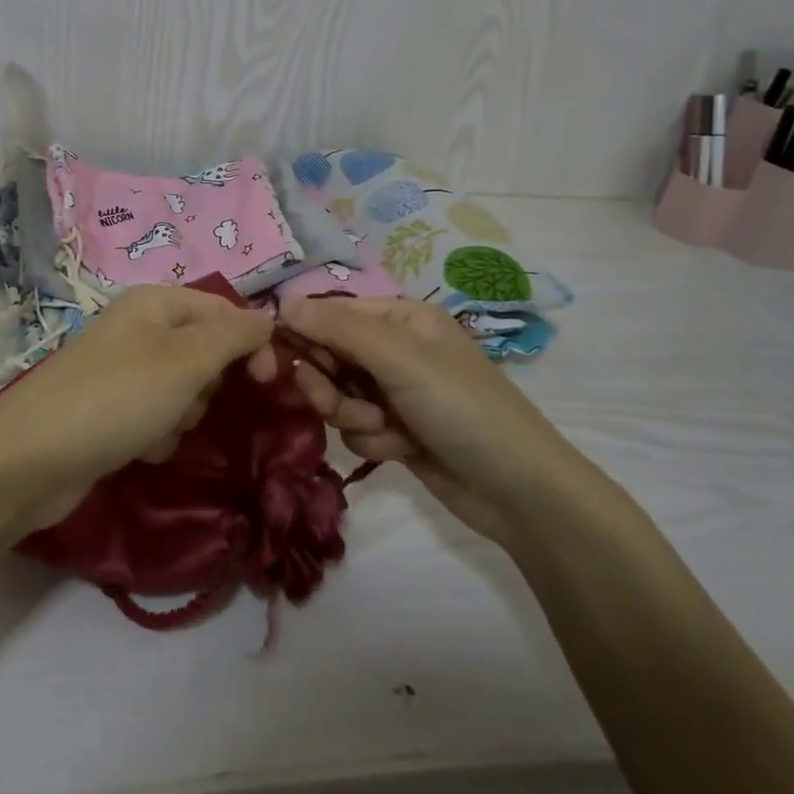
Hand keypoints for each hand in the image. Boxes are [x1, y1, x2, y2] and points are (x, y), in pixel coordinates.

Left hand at [0, 284, 274, 526]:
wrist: (32, 459)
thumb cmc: (118, 397)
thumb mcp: (187, 359)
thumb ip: (234, 335)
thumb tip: (269, 316)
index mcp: (155, 303)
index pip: (223, 310)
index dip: (250, 341)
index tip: (267, 381)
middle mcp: (139, 329)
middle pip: (204, 351)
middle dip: (208, 384)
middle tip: (191, 403)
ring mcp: (122, 371)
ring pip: (184, 390)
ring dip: (183, 415)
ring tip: (159, 430)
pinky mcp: (110, 411)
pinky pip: (157, 417)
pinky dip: (158, 435)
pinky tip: (140, 449)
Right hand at [279, 297, 570, 545]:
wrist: (517, 490)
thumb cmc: (462, 407)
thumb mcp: (400, 359)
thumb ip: (340, 329)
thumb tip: (283, 303)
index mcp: (402, 317)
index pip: (332, 312)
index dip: (304, 332)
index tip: (275, 358)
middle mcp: (396, 348)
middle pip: (329, 355)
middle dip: (329, 383)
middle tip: (332, 403)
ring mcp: (396, 391)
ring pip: (338, 395)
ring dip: (352, 415)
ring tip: (384, 429)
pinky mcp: (396, 430)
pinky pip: (355, 426)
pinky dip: (372, 439)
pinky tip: (401, 450)